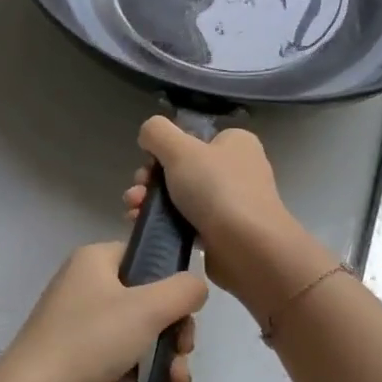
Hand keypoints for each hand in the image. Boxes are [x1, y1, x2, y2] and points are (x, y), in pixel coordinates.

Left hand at [0, 241, 206, 381]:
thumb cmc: (91, 339)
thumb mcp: (147, 309)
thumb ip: (182, 291)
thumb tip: (196, 285)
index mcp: (95, 259)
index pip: (145, 256)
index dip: (172, 283)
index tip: (187, 314)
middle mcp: (84, 283)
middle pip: (146, 299)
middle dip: (174, 332)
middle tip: (184, 355)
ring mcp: (78, 321)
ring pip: (137, 332)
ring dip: (164, 358)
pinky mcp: (76, 355)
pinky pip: (119, 356)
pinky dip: (142, 373)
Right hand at [125, 117, 331, 318]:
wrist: (248, 248)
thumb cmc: (216, 189)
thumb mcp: (180, 149)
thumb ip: (157, 133)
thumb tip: (148, 135)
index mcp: (234, 143)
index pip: (192, 138)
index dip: (164, 150)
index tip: (148, 164)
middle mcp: (235, 169)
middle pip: (180, 168)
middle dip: (150, 180)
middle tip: (138, 192)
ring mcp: (229, 203)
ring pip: (178, 196)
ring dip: (150, 201)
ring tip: (134, 211)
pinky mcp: (220, 232)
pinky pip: (184, 222)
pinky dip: (163, 223)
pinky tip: (143, 226)